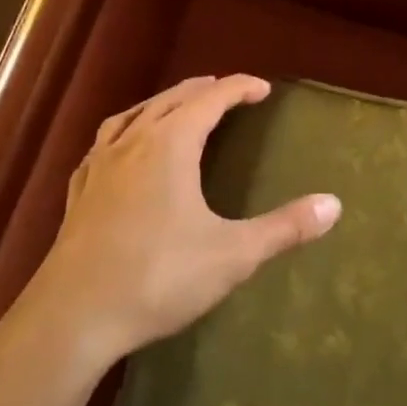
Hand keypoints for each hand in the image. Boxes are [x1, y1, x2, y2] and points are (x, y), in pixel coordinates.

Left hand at [12, 76, 340, 370]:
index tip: (262, 88)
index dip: (239, 88)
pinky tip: (121, 150)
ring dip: (160, 104)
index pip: (211, 100)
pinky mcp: (79, 194)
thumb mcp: (233, 255)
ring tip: (175, 107)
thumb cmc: (158, 277)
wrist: (72, 317)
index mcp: (171, 145)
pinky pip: (103, 145)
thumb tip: (334, 204)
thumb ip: (284, 228)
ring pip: (133, 116)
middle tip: (226, 90)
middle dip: (202, 91)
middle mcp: (133, 143)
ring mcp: (100, 167)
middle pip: (171, 100)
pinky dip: (123, 133)